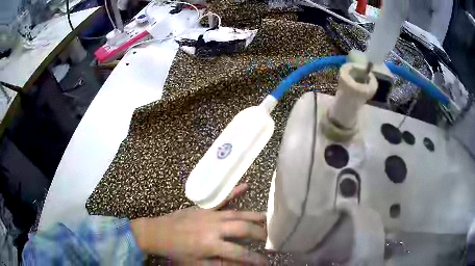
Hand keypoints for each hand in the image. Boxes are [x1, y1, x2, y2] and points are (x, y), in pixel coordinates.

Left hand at [130, 184, 266, 264]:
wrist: (157, 233)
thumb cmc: (177, 252)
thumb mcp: (198, 264)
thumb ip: (222, 265)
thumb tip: (242, 265)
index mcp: (211, 245)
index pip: (240, 254)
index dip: (255, 259)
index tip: (266, 262)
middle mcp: (214, 228)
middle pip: (243, 229)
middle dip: (259, 234)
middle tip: (269, 238)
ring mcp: (210, 215)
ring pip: (237, 214)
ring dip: (254, 216)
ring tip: (268, 219)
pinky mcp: (204, 208)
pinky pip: (222, 199)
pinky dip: (235, 192)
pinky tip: (246, 185)